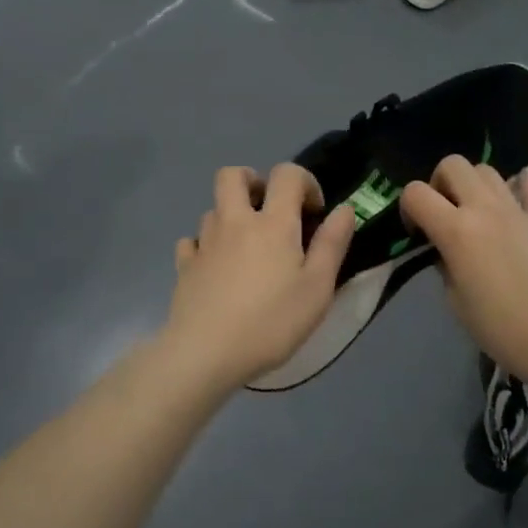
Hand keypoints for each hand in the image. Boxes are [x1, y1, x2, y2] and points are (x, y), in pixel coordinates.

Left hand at [159, 163, 356, 391]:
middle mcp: (235, 222)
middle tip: (269, 210)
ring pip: (213, 209)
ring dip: (230, 217)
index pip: (286, 174)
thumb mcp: (317, 288)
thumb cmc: (271, 322)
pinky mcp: (184, 266)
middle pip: (232, 175)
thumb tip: (344, 209)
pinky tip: (216, 268)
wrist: (205, 354)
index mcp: (273, 223)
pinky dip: (205, 246)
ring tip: (246, 248)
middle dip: (253, 181)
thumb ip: (332, 244)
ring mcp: (204, 243)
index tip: (314, 212)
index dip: (304, 182)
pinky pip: (192, 241)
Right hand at [399, 157, 527, 387]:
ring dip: (475, 185)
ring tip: (480, 213)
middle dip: (441, 182)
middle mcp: (485, 209)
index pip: (415, 193)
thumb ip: (445, 266)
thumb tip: (447, 251)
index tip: (417, 231)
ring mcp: (519, 209)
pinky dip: (517, 188)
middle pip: (453, 164)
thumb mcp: (456, 302)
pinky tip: (515, 206)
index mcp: (456, 231)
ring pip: (488, 170)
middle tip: (447, 212)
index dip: (408, 207)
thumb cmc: (502, 329)